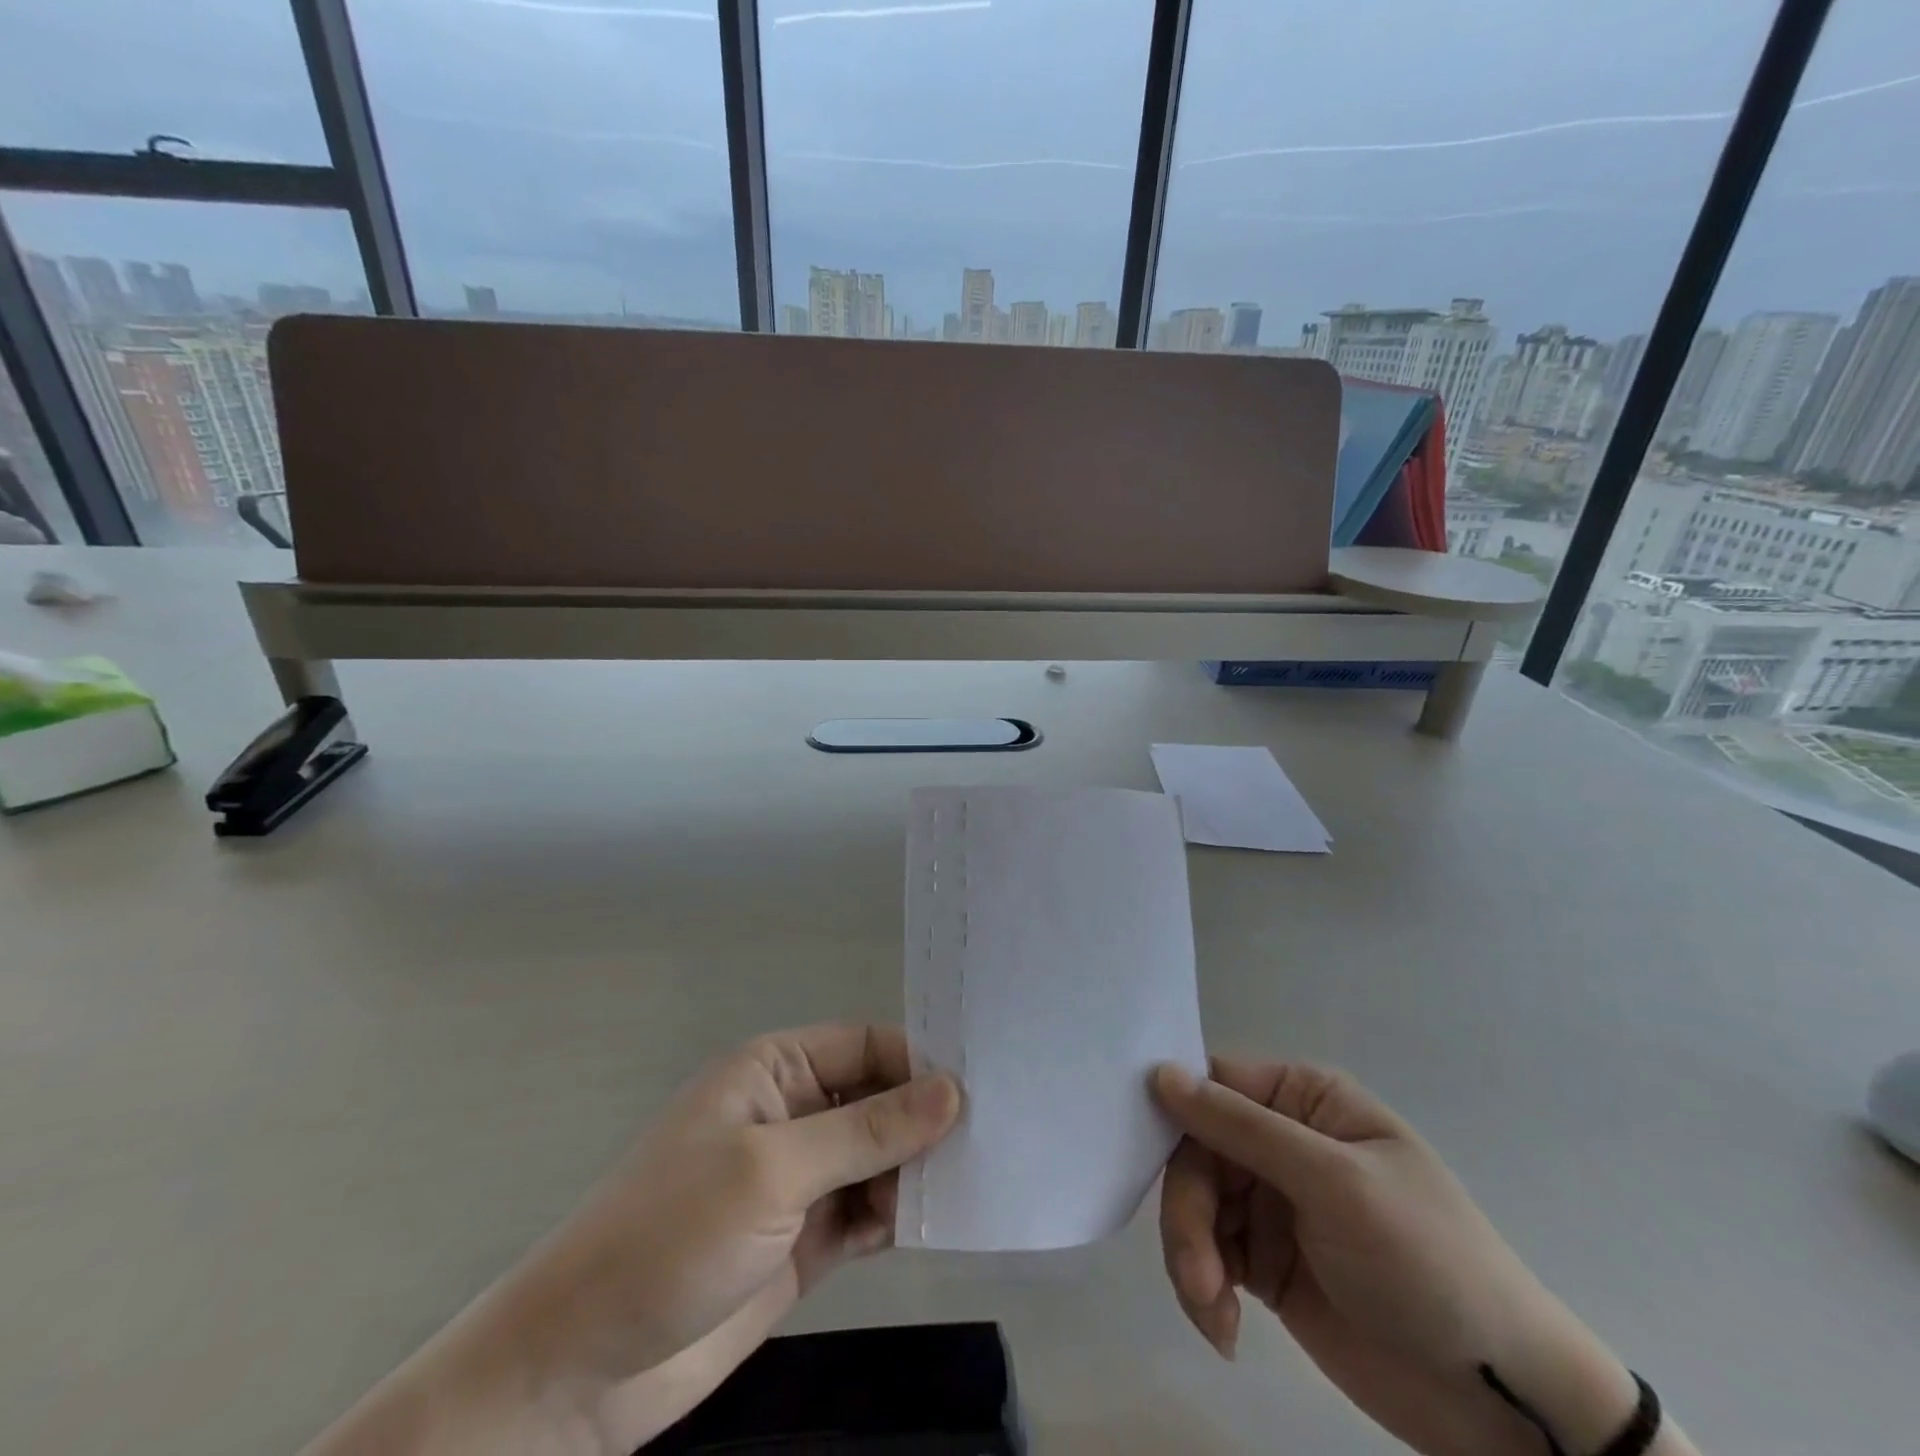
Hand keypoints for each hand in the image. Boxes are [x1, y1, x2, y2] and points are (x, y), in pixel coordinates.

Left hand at [302, 1024, 958, 1455]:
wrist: (583, 1370)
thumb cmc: (672, 1234)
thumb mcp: (773, 1170)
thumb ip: (866, 1131)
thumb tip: (952, 1090)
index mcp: (775, 1071)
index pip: (865, 1046)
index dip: (918, 1061)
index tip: (981, 1086)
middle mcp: (791, 1115)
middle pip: (877, 1100)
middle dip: (925, 1118)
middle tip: (997, 1136)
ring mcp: (798, 1181)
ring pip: (877, 1157)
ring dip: (918, 1169)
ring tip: (979, 1180)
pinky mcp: (804, 1240)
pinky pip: (867, 1211)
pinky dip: (899, 1214)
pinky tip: (938, 1223)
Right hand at [1153, 1060, 1646, 1455]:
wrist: (1500, 1400)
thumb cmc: (1426, 1261)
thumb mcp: (1333, 1182)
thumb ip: (1242, 1127)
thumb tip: (1159, 1073)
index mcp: (1302, 1100)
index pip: (1214, 1083)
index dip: (1173, 1110)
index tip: (1134, 1147)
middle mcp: (1280, 1140)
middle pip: (1194, 1151)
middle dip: (1188, 1214)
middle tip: (1200, 1278)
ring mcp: (1271, 1203)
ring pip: (1193, 1205)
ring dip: (1192, 1258)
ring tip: (1216, 1314)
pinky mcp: (1264, 1262)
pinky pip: (1207, 1255)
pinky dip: (1204, 1289)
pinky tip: (1226, 1330)